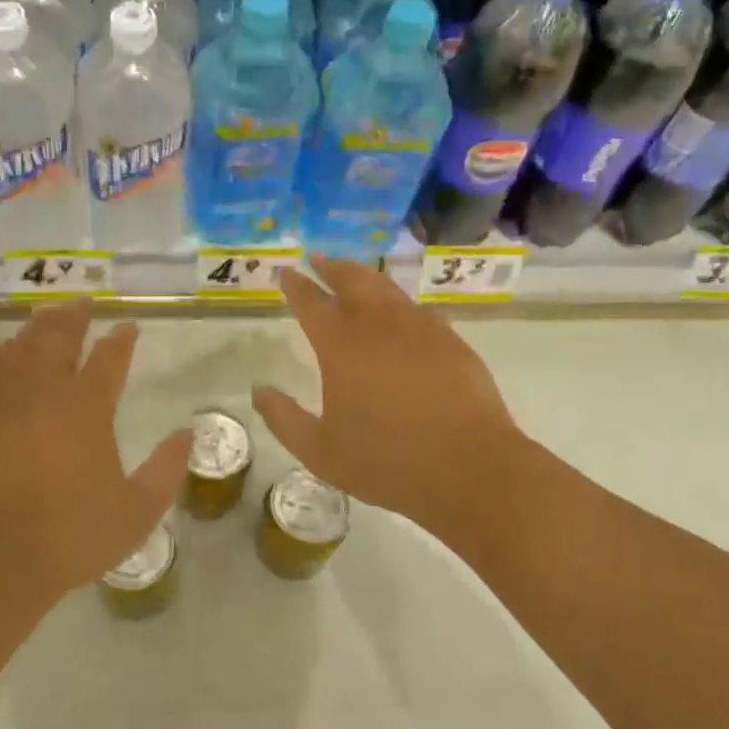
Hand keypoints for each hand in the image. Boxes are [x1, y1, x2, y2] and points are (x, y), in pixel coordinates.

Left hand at [0, 300, 191, 626]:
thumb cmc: (66, 538)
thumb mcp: (135, 514)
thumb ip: (166, 471)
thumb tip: (187, 434)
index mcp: (86, 406)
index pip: (110, 357)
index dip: (122, 339)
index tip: (129, 327)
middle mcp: (42, 389)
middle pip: (58, 336)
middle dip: (74, 316)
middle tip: (84, 303)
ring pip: (20, 345)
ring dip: (38, 327)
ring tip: (48, 318)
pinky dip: (4, 355)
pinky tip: (6, 357)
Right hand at [252, 257, 532, 544]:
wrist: (469, 469)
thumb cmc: (386, 462)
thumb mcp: (319, 451)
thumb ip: (283, 419)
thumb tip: (259, 391)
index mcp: (341, 346)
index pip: (311, 303)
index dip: (296, 286)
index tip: (286, 272)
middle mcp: (378, 325)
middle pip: (352, 280)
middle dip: (331, 267)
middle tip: (318, 260)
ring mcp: (419, 328)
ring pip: (386, 289)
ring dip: (364, 277)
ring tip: (354, 276)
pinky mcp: (450, 340)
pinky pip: (416, 309)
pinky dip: (397, 302)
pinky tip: (398, 313)